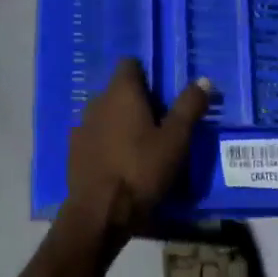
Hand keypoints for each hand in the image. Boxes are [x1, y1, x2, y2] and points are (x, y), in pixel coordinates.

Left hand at [66, 58, 210, 235]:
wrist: (100, 211)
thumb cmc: (142, 169)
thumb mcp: (176, 139)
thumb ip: (189, 106)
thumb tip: (203, 79)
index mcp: (121, 92)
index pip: (130, 64)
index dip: (148, 75)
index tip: (164, 95)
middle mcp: (97, 102)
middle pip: (119, 90)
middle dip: (137, 101)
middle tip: (161, 124)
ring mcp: (81, 126)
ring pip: (106, 114)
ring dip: (121, 123)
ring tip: (142, 146)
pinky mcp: (74, 151)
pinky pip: (95, 136)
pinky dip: (108, 142)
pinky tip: (121, 163)